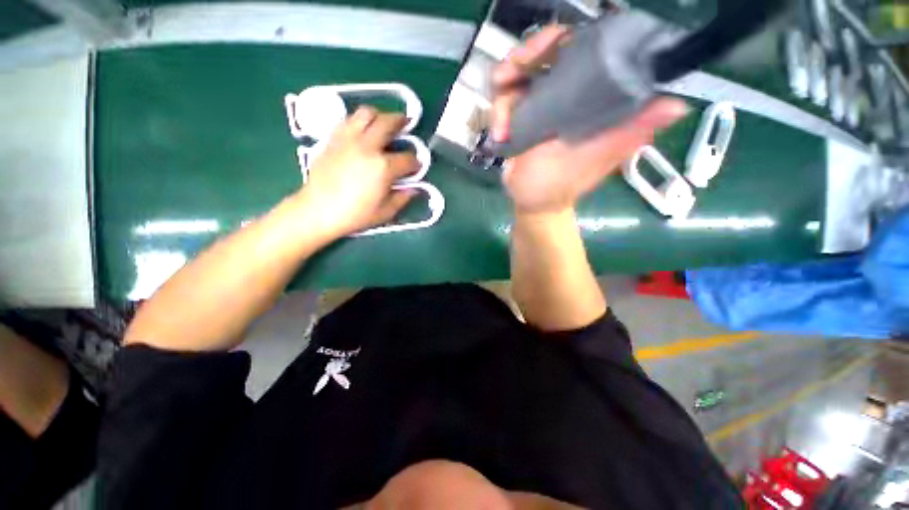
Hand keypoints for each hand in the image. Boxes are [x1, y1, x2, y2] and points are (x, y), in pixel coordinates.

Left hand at [295, 107, 418, 238]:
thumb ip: (402, 198)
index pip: (407, 159)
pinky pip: (348, 120)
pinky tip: (362, 130)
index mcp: (383, 167)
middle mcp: (368, 147)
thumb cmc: (355, 215)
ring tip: (383, 121)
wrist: (317, 210)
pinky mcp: (333, 139)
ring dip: (379, 114)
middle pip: (388, 123)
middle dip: (401, 121)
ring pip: (366, 113)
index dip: (415, 163)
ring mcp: (349, 140)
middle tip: (406, 122)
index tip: (416, 166)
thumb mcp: (385, 212)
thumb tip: (413, 189)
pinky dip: (359, 120)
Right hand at [491, 25, 687, 214]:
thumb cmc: (560, 186)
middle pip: (546, 53)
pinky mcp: (520, 117)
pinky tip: (498, 134)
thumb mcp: (593, 160)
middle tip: (505, 76)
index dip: (564, 40)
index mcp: (591, 98)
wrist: (531, 203)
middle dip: (523, 59)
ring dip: (503, 94)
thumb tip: (677, 105)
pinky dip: (497, 114)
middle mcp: (568, 94)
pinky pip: (504, 100)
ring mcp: (541, 105)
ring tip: (500, 123)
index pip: (584, 49)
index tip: (544, 47)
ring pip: (519, 75)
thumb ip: (626, 134)